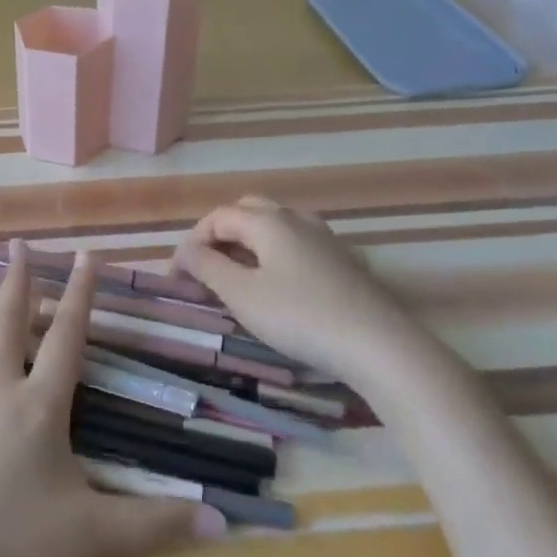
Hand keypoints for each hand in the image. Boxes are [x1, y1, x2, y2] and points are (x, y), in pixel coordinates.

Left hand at [0, 241, 222, 556]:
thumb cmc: (17, 548)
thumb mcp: (96, 535)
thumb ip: (158, 523)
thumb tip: (223, 518)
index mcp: (39, 407)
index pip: (67, 339)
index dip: (80, 295)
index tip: (87, 255)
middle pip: (8, 324)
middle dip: (18, 281)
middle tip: (18, 242)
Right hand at [174, 196, 463, 407]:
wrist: (378, 345)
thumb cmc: (299, 317)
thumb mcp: (241, 295)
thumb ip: (207, 267)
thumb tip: (185, 251)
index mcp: (268, 221)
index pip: (217, 217)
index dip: (192, 242)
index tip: (178, 276)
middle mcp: (297, 219)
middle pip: (248, 211)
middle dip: (220, 234)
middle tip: (206, 267)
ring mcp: (325, 238)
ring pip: (276, 225)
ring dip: (249, 242)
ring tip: (237, 274)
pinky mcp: (344, 261)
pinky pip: (298, 244)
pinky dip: (276, 254)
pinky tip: (278, 283)